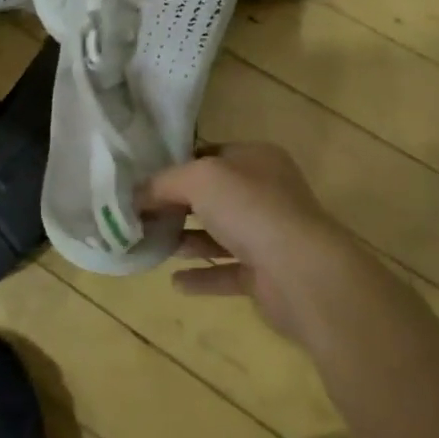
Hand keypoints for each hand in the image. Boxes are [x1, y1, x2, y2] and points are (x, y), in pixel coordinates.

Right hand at [142, 143, 396, 348]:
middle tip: (138, 216)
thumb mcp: (199, 179)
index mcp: (255, 158)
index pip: (208, 155)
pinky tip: (176, 282)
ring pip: (218, 234)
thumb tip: (136, 195)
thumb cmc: (251, 210)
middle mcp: (265, 192)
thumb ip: (164, 182)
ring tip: (151, 246)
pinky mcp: (266, 274)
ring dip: (186, 240)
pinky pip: (226, 271)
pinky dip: (202, 275)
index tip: (141, 182)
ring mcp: (268, 235)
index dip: (175, 167)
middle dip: (176, 205)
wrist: (302, 273)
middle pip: (211, 196)